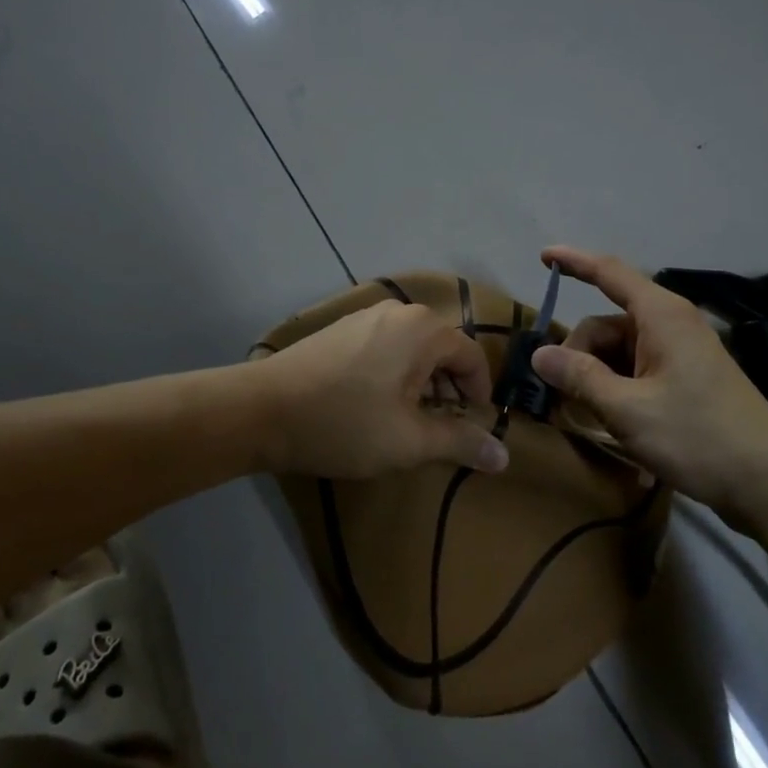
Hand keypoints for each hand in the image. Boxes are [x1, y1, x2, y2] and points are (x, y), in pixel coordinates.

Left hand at [254, 301, 509, 480]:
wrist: (262, 410)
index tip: (470, 430)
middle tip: (438, 430)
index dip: (479, 395)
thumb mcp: (409, 441)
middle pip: (443, 350)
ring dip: (421, 384)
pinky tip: (374, 405)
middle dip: (449, 390)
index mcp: (424, 329)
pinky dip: (395, 373)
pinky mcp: (341, 329)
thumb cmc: (345, 423)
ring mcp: (366, 316)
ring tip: (406, 422)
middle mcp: (400, 311)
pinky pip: (386, 347)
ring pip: (413, 349)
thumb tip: (504, 456)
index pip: (472, 357)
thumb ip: (460, 442)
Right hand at [529, 246, 767, 524]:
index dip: (574, 262)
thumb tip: (539, 354)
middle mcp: (670, 324)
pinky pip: (638, 370)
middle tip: (561, 396)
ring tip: (586, 418)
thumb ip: (580, 378)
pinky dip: (617, 390)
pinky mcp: (687, 379)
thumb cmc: (698, 436)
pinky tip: (612, 424)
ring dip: (596, 378)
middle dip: (578, 354)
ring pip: (619, 351)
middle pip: (606, 324)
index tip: (543, 256)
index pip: (609, 273)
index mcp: (660, 315)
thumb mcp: (628, 410)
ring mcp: (681, 352)